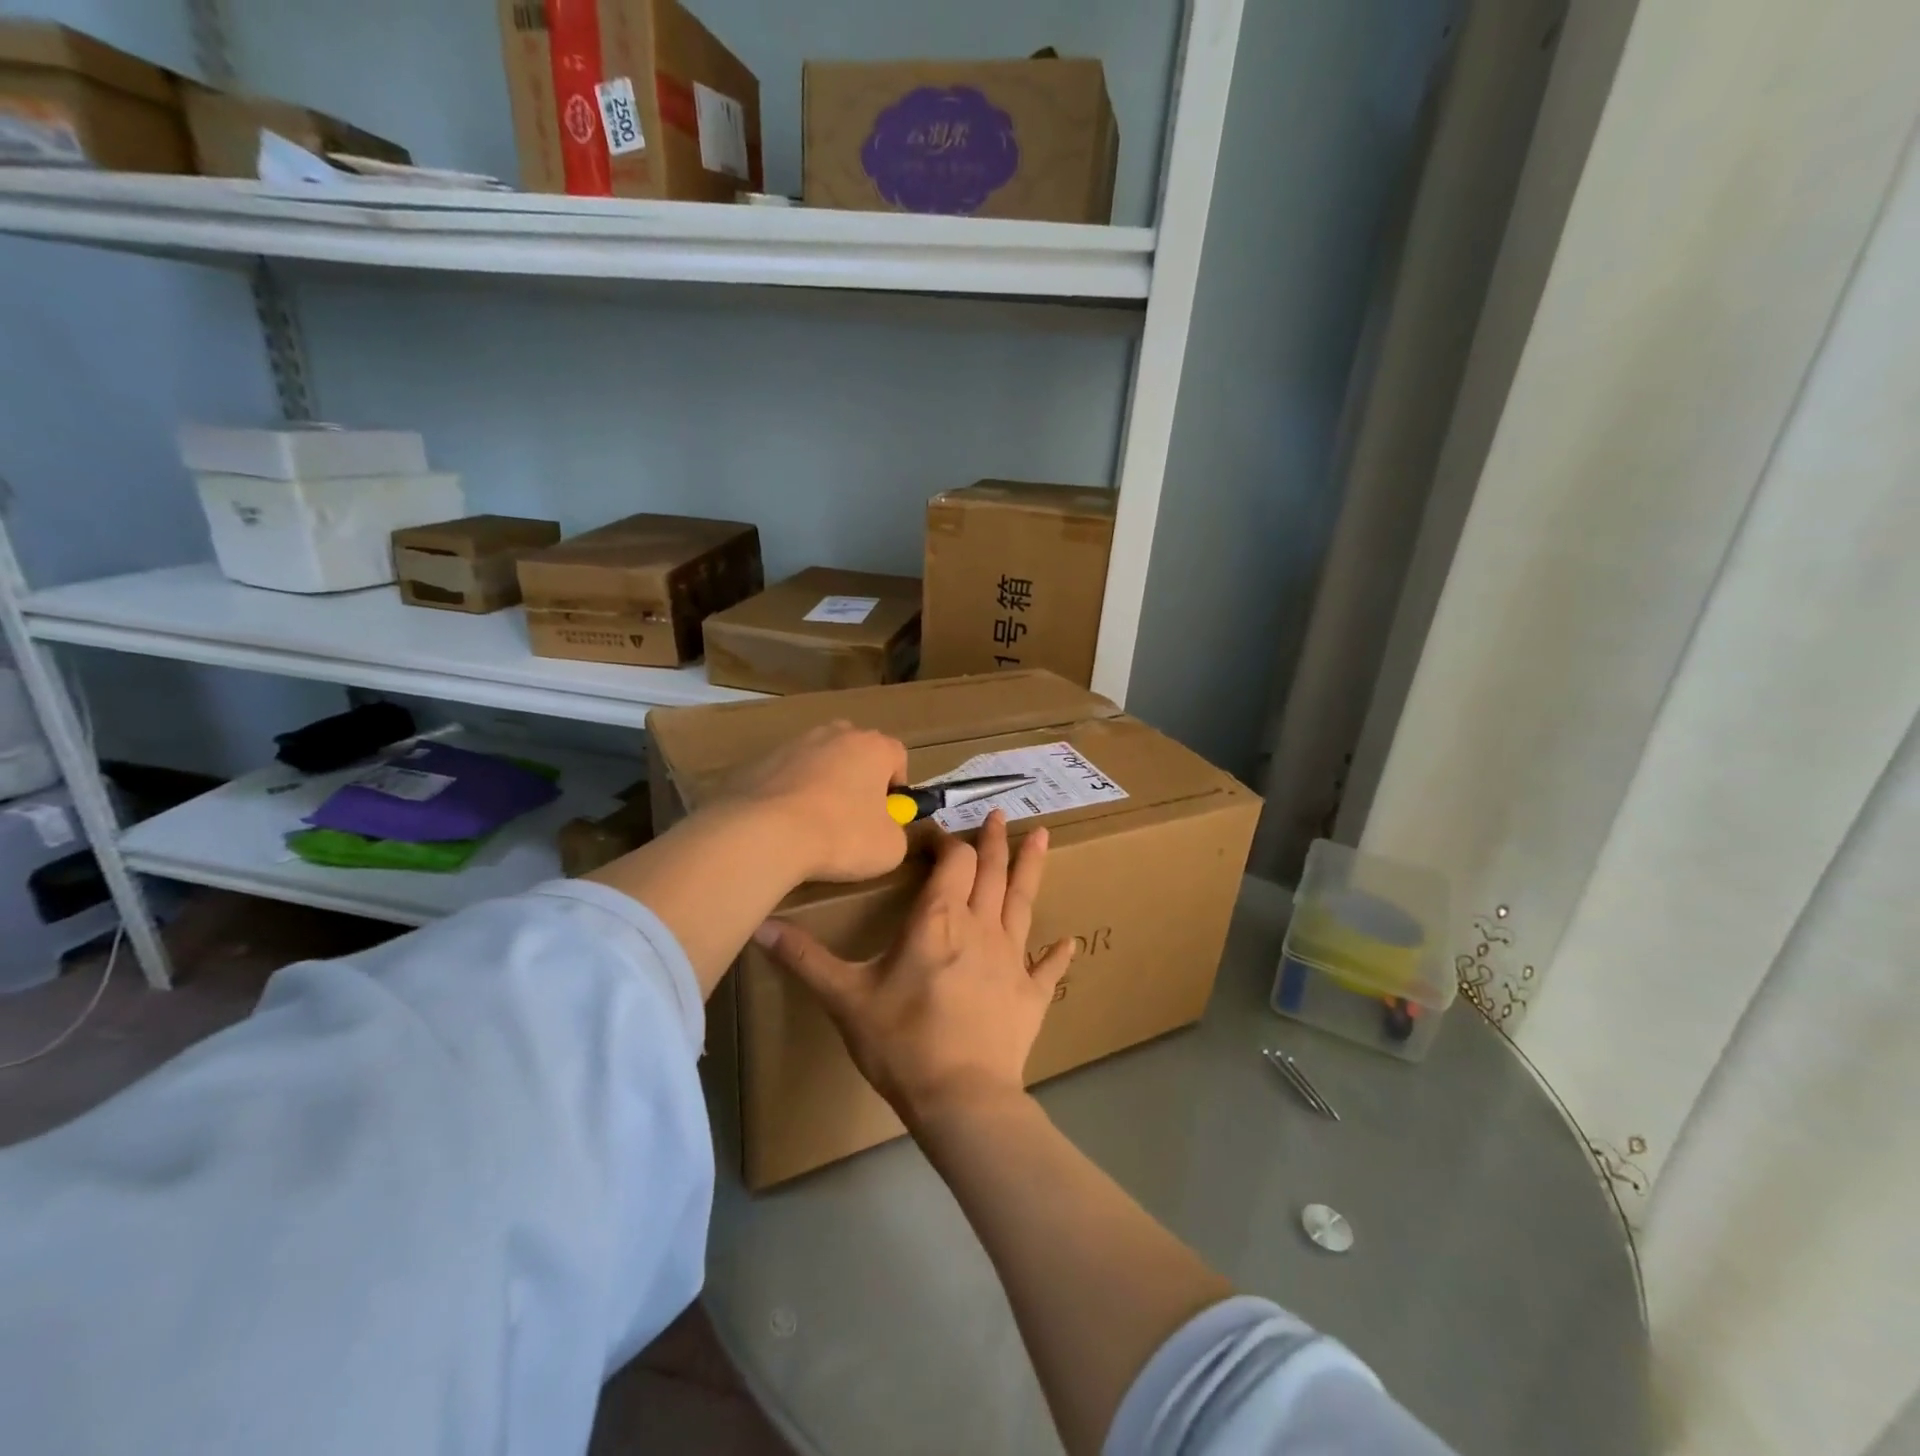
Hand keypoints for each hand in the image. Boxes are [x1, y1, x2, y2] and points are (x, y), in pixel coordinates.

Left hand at [721, 721, 909, 882]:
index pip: (897, 755)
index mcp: (873, 747)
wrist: (764, 834)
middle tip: (852, 817)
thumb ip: (897, 831)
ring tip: (812, 825)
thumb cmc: (841, 835)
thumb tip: (886, 829)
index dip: (897, 785)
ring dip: (821, 785)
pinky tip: (781, 825)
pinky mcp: (758, 761)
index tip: (887, 814)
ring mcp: (793, 744)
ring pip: (817, 761)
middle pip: (855, 751)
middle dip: (857, 778)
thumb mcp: (890, 848)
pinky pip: (784, 776)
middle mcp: (835, 734)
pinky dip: (788, 794)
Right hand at [754, 810, 1074, 1121]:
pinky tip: (1069, 943)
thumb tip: (759, 925)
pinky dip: (1056, 955)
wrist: (961, 1098)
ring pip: (1023, 901)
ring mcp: (1011, 959)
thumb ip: (805, 959)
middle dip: (992, 840)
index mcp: (938, 920)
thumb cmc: (901, 1042)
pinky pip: (1047, 968)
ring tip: (1042, 836)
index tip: (933, 834)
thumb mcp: (845, 998)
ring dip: (1031, 868)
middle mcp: (979, 927)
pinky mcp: (1031, 994)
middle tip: (997, 814)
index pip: (951, 862)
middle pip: (990, 871)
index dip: (944, 842)